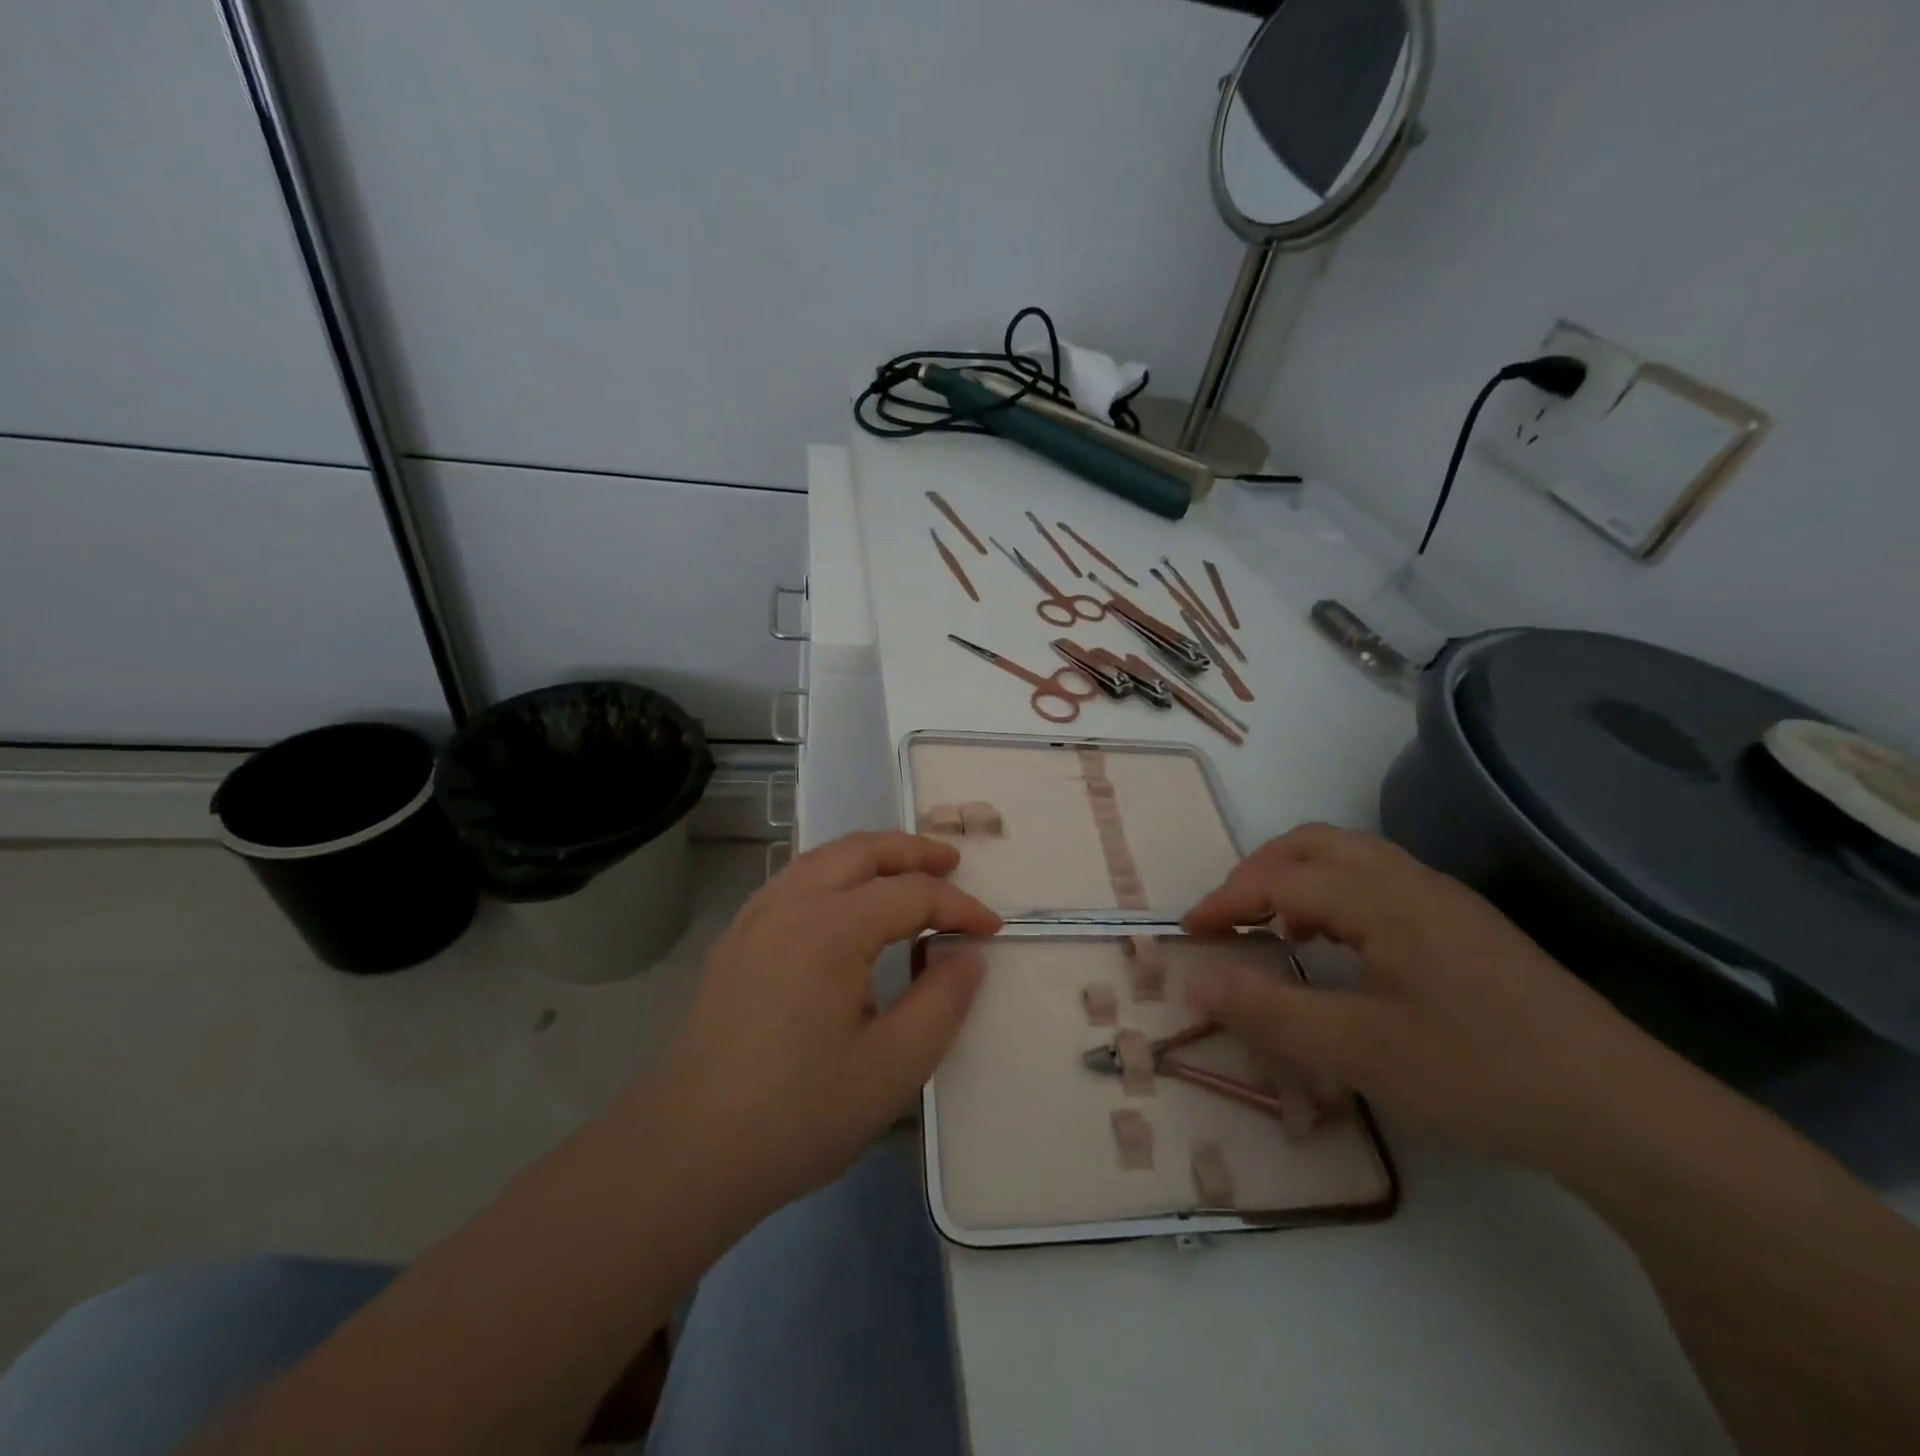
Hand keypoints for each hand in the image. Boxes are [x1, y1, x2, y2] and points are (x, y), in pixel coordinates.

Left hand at [636, 832, 1000, 1224]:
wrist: (688, 1153)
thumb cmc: (798, 1114)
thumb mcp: (891, 1068)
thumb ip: (941, 1003)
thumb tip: (968, 956)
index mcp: (830, 928)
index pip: (911, 895)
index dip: (958, 907)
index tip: (992, 930)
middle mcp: (789, 904)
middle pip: (861, 850)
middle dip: (913, 851)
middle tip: (953, 864)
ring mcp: (755, 919)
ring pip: (821, 858)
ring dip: (870, 856)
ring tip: (905, 873)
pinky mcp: (735, 942)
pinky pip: (793, 882)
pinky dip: (833, 873)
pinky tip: (843, 904)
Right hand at [1181, 823, 1657, 1168]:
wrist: (1626, 1114)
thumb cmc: (1480, 1075)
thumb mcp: (1359, 1052)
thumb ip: (1269, 1012)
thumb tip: (1195, 982)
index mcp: (1383, 900)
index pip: (1281, 880)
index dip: (1227, 901)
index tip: (1189, 932)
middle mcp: (1412, 881)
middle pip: (1314, 843)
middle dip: (1258, 871)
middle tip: (1229, 917)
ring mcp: (1446, 900)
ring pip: (1351, 857)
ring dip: (1298, 879)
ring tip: (1277, 930)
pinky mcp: (1468, 926)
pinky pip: (1381, 882)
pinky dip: (1336, 895)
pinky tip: (1341, 948)